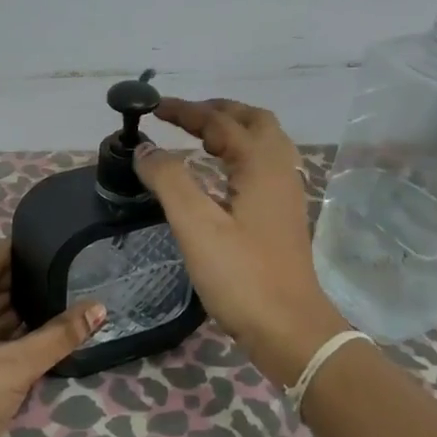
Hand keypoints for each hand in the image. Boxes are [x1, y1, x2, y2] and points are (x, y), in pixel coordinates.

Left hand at [0, 243, 104, 436]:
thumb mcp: (14, 364)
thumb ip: (58, 336)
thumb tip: (100, 307)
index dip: (16, 252)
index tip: (52, 241)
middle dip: (25, 283)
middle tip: (69, 271)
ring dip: (25, 314)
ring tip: (67, 298)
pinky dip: (19, 340)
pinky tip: (51, 335)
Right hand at [135, 98, 349, 386]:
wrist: (290, 329)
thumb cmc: (242, 275)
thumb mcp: (197, 226)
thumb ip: (169, 181)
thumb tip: (146, 149)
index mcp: (260, 164)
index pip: (219, 121)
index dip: (185, 111)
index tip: (153, 107)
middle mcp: (280, 170)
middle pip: (254, 121)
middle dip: (217, 111)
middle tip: (183, 117)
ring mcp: (287, 194)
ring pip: (264, 143)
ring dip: (232, 131)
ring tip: (199, 139)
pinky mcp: (284, 216)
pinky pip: (264, 167)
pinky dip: (240, 155)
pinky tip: (221, 176)